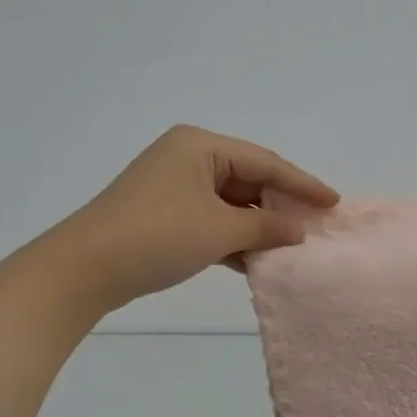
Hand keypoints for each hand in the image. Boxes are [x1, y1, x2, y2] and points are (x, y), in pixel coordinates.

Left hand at [52, 125, 338, 314]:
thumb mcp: (218, 230)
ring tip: (290, 247)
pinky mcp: (163, 214)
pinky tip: (254, 260)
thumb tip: (299, 230)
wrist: (82, 270)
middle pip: (247, 179)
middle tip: (314, 227)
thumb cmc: (157, 236)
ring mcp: (172, 186)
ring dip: (256, 226)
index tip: (333, 203)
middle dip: (278, 206)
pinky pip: (210, 219)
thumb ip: (265, 226)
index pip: (264, 162)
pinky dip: (232, 237)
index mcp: (200, 145)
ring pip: (229, 203)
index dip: (302, 184)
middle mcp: (187, 157)